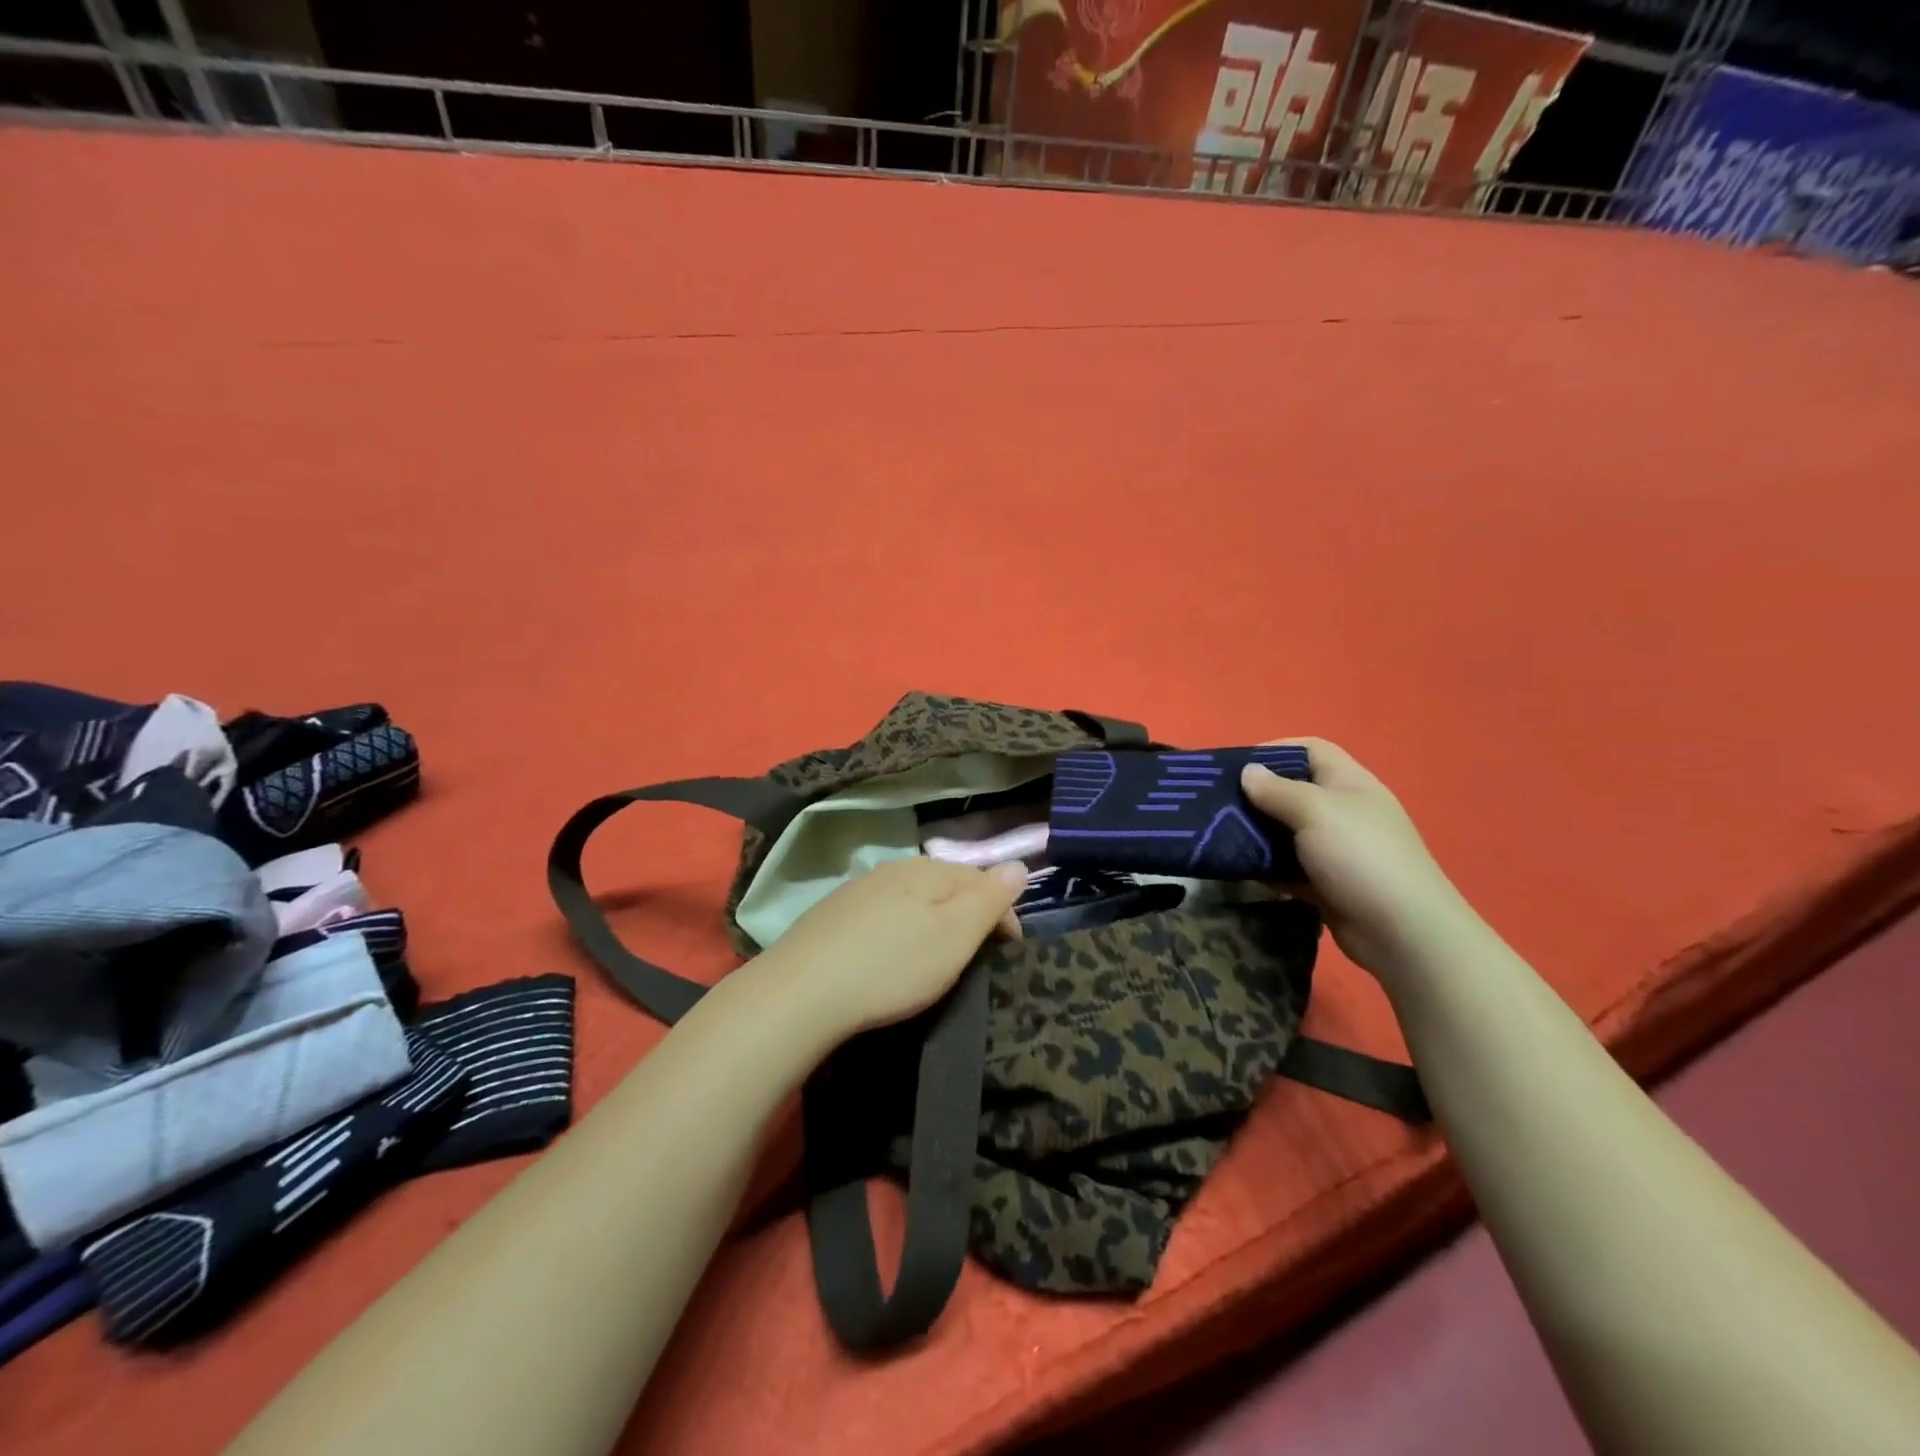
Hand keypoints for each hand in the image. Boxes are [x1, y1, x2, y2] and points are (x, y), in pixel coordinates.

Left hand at [756, 857, 1027, 1040]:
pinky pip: (884, 911)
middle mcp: (895, 868)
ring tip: (935, 957)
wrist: (802, 991)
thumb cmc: (893, 967)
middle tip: (974, 956)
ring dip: (934, 920)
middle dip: (969, 914)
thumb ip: (989, 899)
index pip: (982, 879)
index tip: (1009, 951)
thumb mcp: (954, 936)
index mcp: (929, 870)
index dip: (1003, 912)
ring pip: (914, 896)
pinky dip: (899, 928)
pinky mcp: (834, 912)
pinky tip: (890, 954)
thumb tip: (1019, 865)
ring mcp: (860, 888)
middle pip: (947, 884)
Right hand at [1241, 739, 1477, 981]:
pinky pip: (1286, 866)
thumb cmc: (1360, 857)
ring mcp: (1335, 850)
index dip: (1275, 749)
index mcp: (1349, 784)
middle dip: (1256, 794)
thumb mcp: (1316, 812)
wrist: (1402, 932)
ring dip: (1256, 832)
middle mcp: (1343, 812)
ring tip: (1217, 834)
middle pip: (1293, 790)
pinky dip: (1264, 866)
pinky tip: (1237, 867)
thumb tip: (1248, 771)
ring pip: (1286, 831)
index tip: (1235, 765)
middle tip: (1216, 803)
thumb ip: (1277, 790)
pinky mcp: (1325, 883)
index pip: (1311, 749)